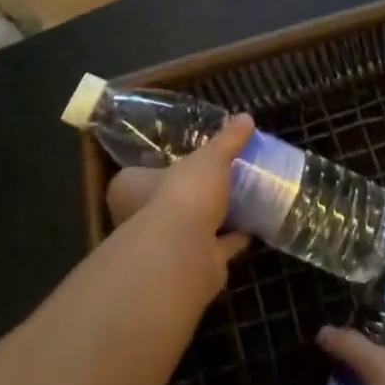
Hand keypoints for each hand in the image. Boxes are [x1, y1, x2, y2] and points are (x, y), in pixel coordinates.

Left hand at [105, 114, 252, 288]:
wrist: (186, 253)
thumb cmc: (185, 193)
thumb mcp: (210, 157)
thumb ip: (227, 140)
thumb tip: (246, 117)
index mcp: (132, 189)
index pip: (137, 175)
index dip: (159, 168)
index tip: (183, 160)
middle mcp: (142, 220)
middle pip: (167, 203)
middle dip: (190, 194)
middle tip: (217, 178)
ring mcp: (167, 246)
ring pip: (192, 227)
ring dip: (213, 219)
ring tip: (240, 200)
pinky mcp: (192, 266)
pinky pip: (215, 248)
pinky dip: (232, 240)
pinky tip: (251, 228)